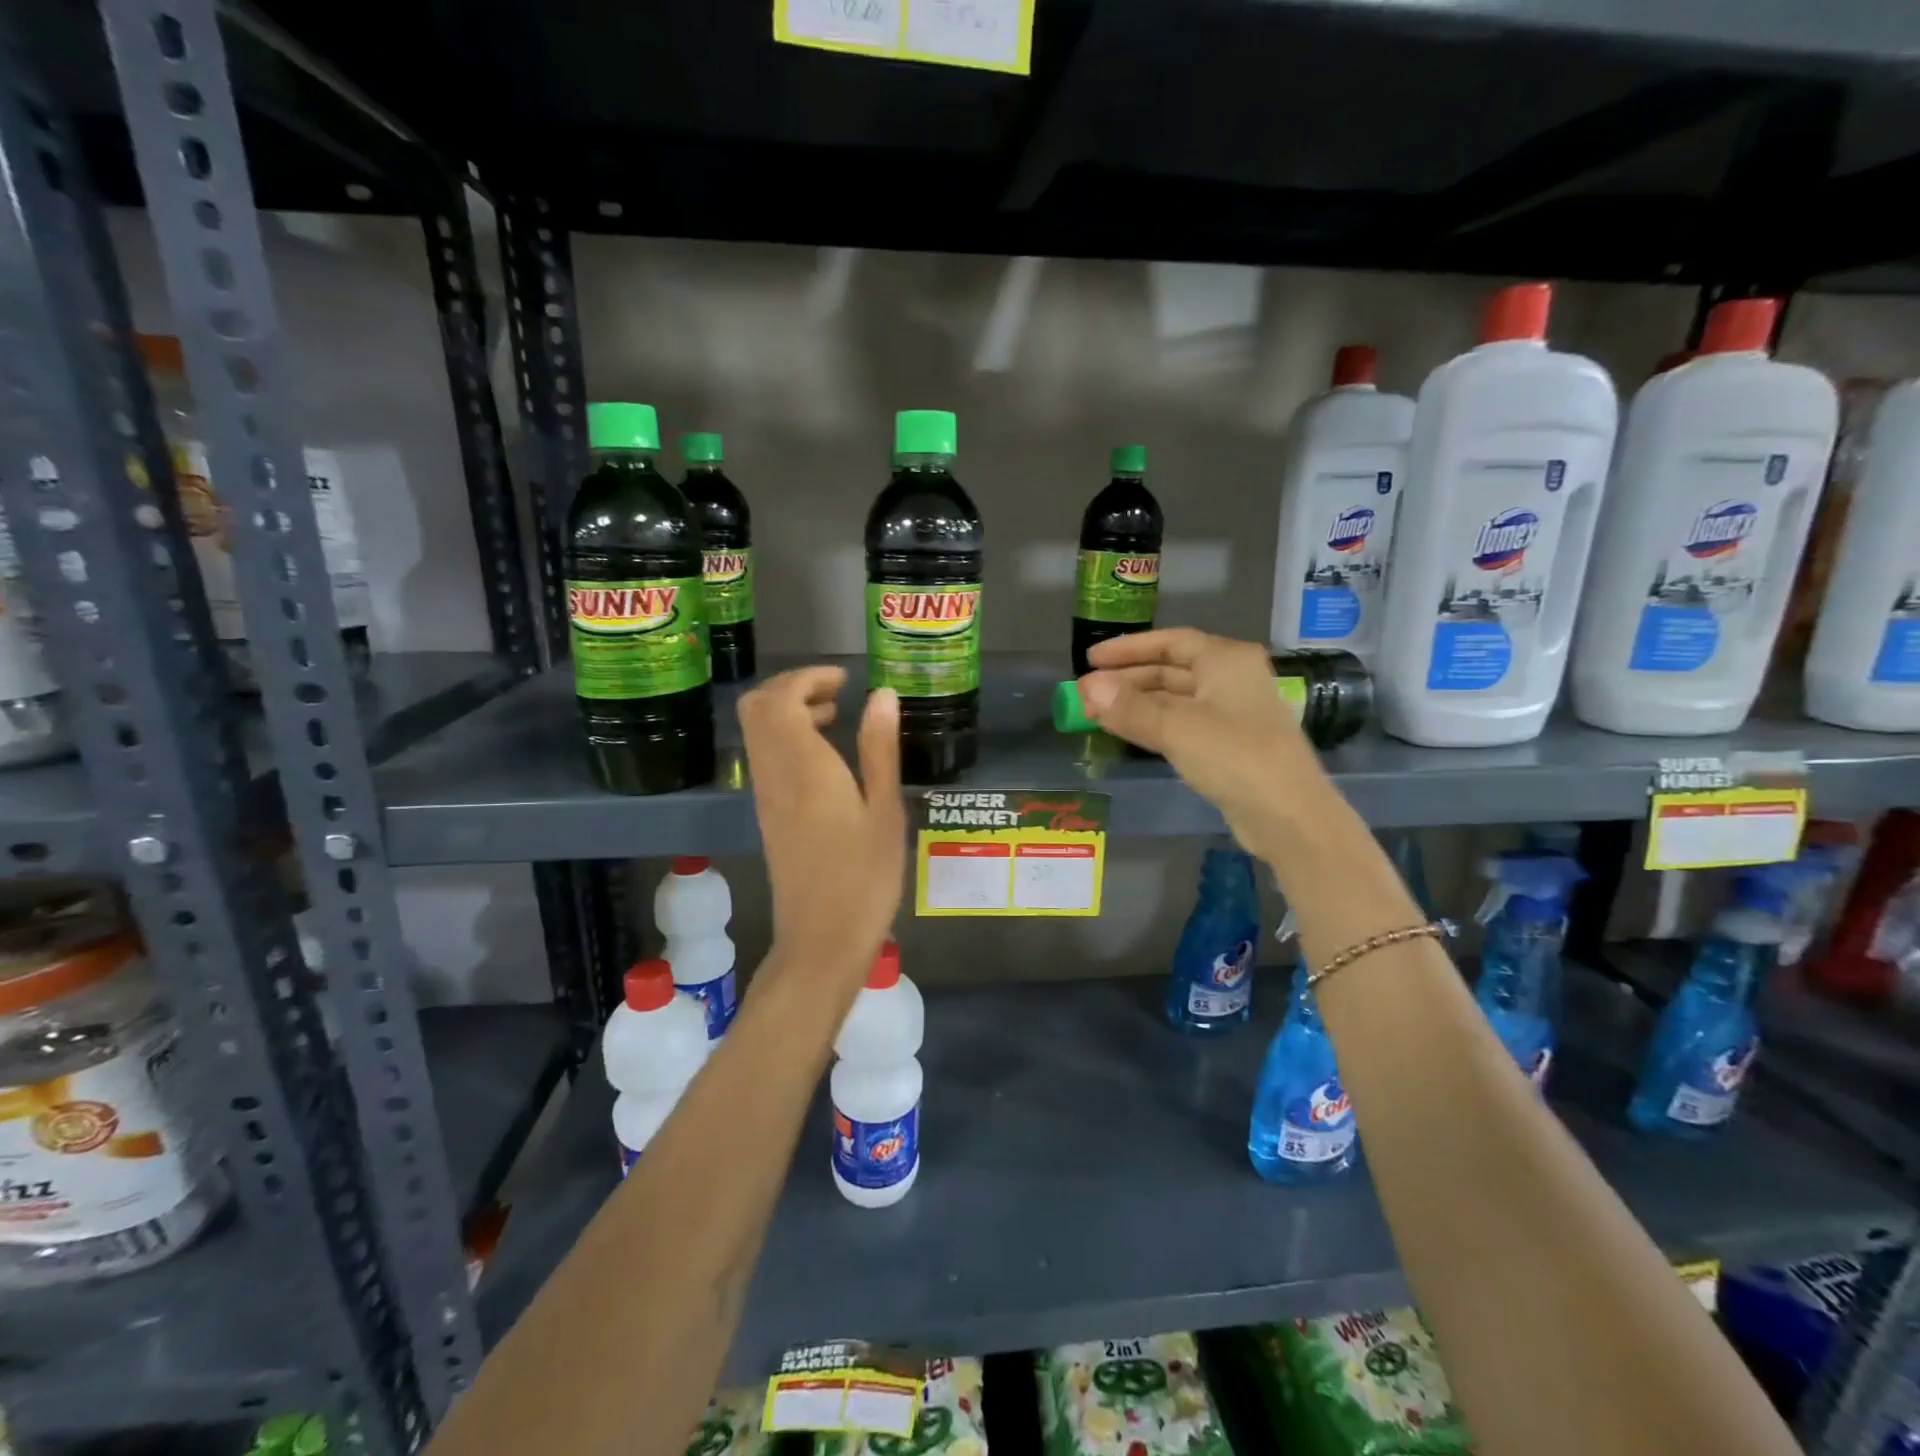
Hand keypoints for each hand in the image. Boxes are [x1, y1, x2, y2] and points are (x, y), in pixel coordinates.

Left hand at [738, 667, 905, 980]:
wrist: (821, 940)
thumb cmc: (865, 877)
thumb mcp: (885, 811)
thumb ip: (879, 748)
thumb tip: (881, 695)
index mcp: (803, 767)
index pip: (780, 698)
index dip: (807, 677)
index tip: (844, 679)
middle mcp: (774, 774)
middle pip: (756, 707)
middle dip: (791, 687)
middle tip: (836, 694)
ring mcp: (765, 796)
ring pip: (757, 732)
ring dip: (788, 712)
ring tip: (836, 718)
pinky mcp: (767, 815)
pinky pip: (765, 757)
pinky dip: (787, 739)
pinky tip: (825, 758)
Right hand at [1077, 629, 1329, 855]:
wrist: (1288, 816)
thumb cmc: (1235, 757)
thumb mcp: (1176, 729)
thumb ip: (1129, 708)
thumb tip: (1088, 688)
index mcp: (1226, 660)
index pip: (1169, 641)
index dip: (1128, 648)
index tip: (1091, 659)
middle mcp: (1231, 679)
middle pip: (1170, 670)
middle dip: (1127, 681)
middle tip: (1085, 694)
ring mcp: (1232, 713)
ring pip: (1174, 699)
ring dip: (1136, 704)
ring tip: (1096, 713)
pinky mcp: (1228, 745)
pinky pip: (1182, 724)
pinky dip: (1153, 724)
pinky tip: (1127, 732)